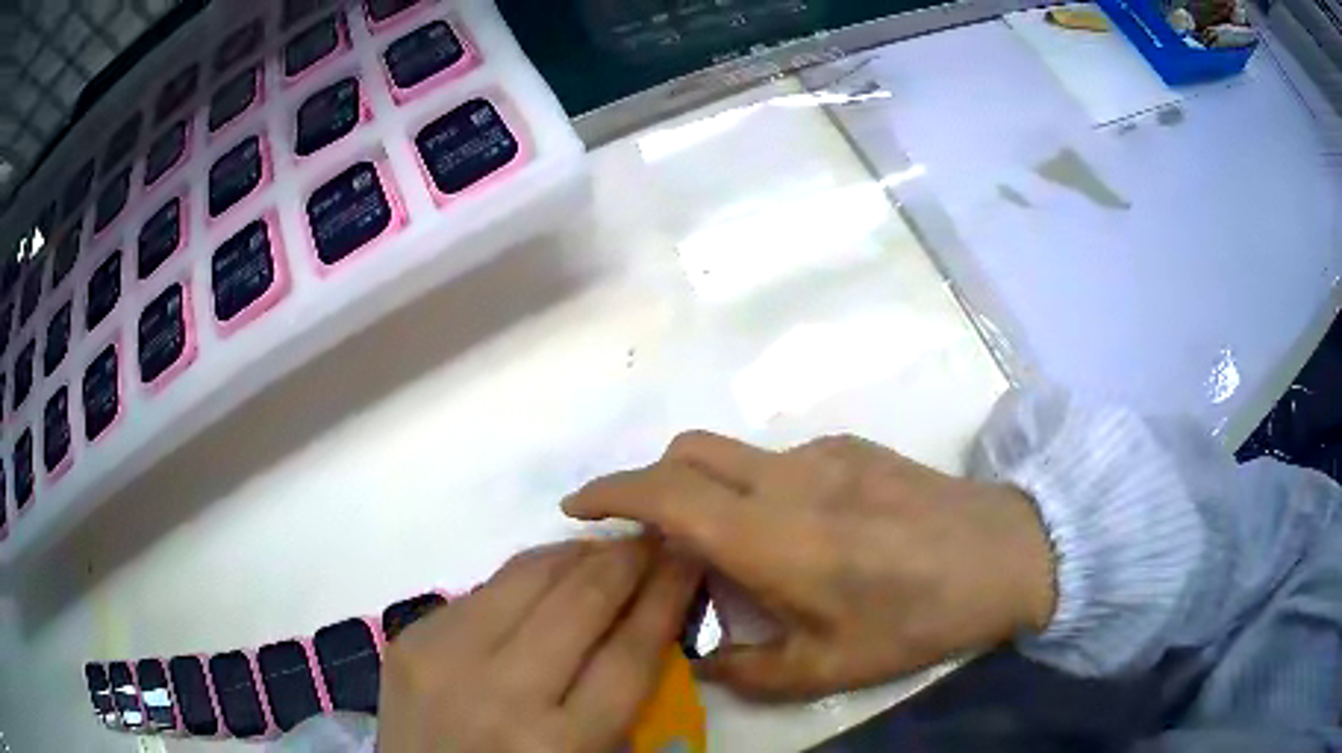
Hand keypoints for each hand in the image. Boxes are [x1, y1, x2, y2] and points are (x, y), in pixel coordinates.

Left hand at [378, 539, 700, 752]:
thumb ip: (623, 700)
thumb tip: (647, 617)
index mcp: (558, 743)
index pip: (630, 651)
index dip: (667, 595)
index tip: (688, 556)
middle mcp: (500, 694)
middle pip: (580, 601)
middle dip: (627, 559)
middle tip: (654, 537)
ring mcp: (444, 658)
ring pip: (526, 576)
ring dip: (576, 554)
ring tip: (606, 546)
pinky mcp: (410, 638)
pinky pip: (482, 589)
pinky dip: (525, 576)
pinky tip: (545, 574)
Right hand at [563, 433, 1055, 699]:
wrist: (1004, 553)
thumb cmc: (917, 617)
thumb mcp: (829, 668)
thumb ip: (749, 670)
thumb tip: (701, 660)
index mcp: (772, 538)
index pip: (664, 493)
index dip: (609, 492)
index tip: (577, 508)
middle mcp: (786, 481)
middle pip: (687, 452)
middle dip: (648, 482)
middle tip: (650, 535)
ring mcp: (822, 455)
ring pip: (731, 453)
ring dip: (704, 487)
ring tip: (728, 545)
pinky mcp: (851, 447)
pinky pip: (779, 461)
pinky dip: (756, 487)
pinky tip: (798, 531)